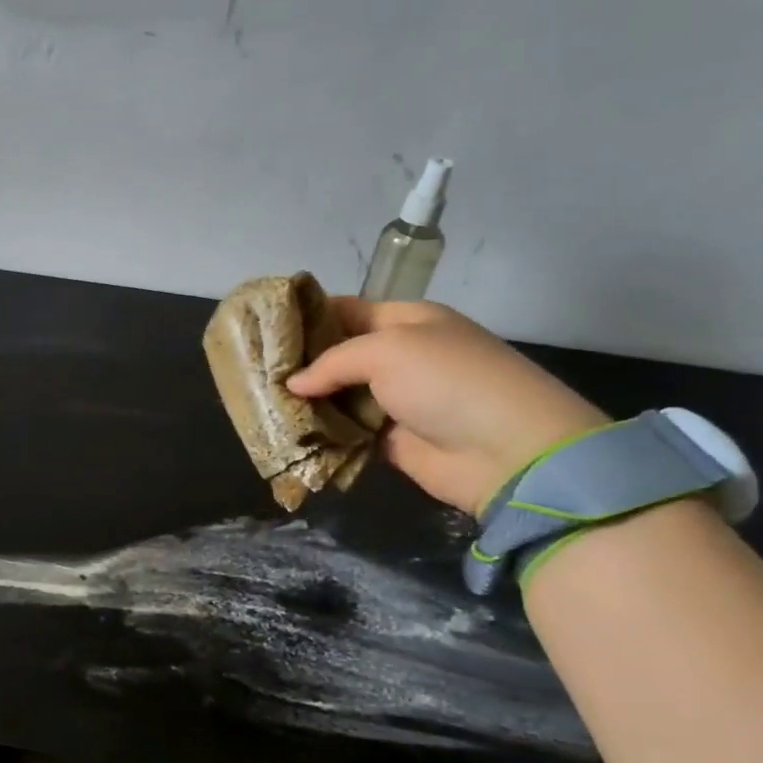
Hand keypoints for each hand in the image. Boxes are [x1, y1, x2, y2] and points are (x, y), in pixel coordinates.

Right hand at [287, 299, 608, 515]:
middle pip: (339, 355)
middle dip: (300, 363)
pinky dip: (322, 433)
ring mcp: (396, 400)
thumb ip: (332, 362)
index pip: (347, 310)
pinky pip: (347, 432)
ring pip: (339, 396)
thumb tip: (293, 383)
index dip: (308, 316)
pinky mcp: (391, 441)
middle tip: (254, 370)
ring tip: (261, 402)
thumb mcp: (388, 351)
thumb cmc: (448, 381)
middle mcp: (400, 357)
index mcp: (407, 322)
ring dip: (307, 401)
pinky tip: (287, 432)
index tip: (265, 327)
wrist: (508, 451)